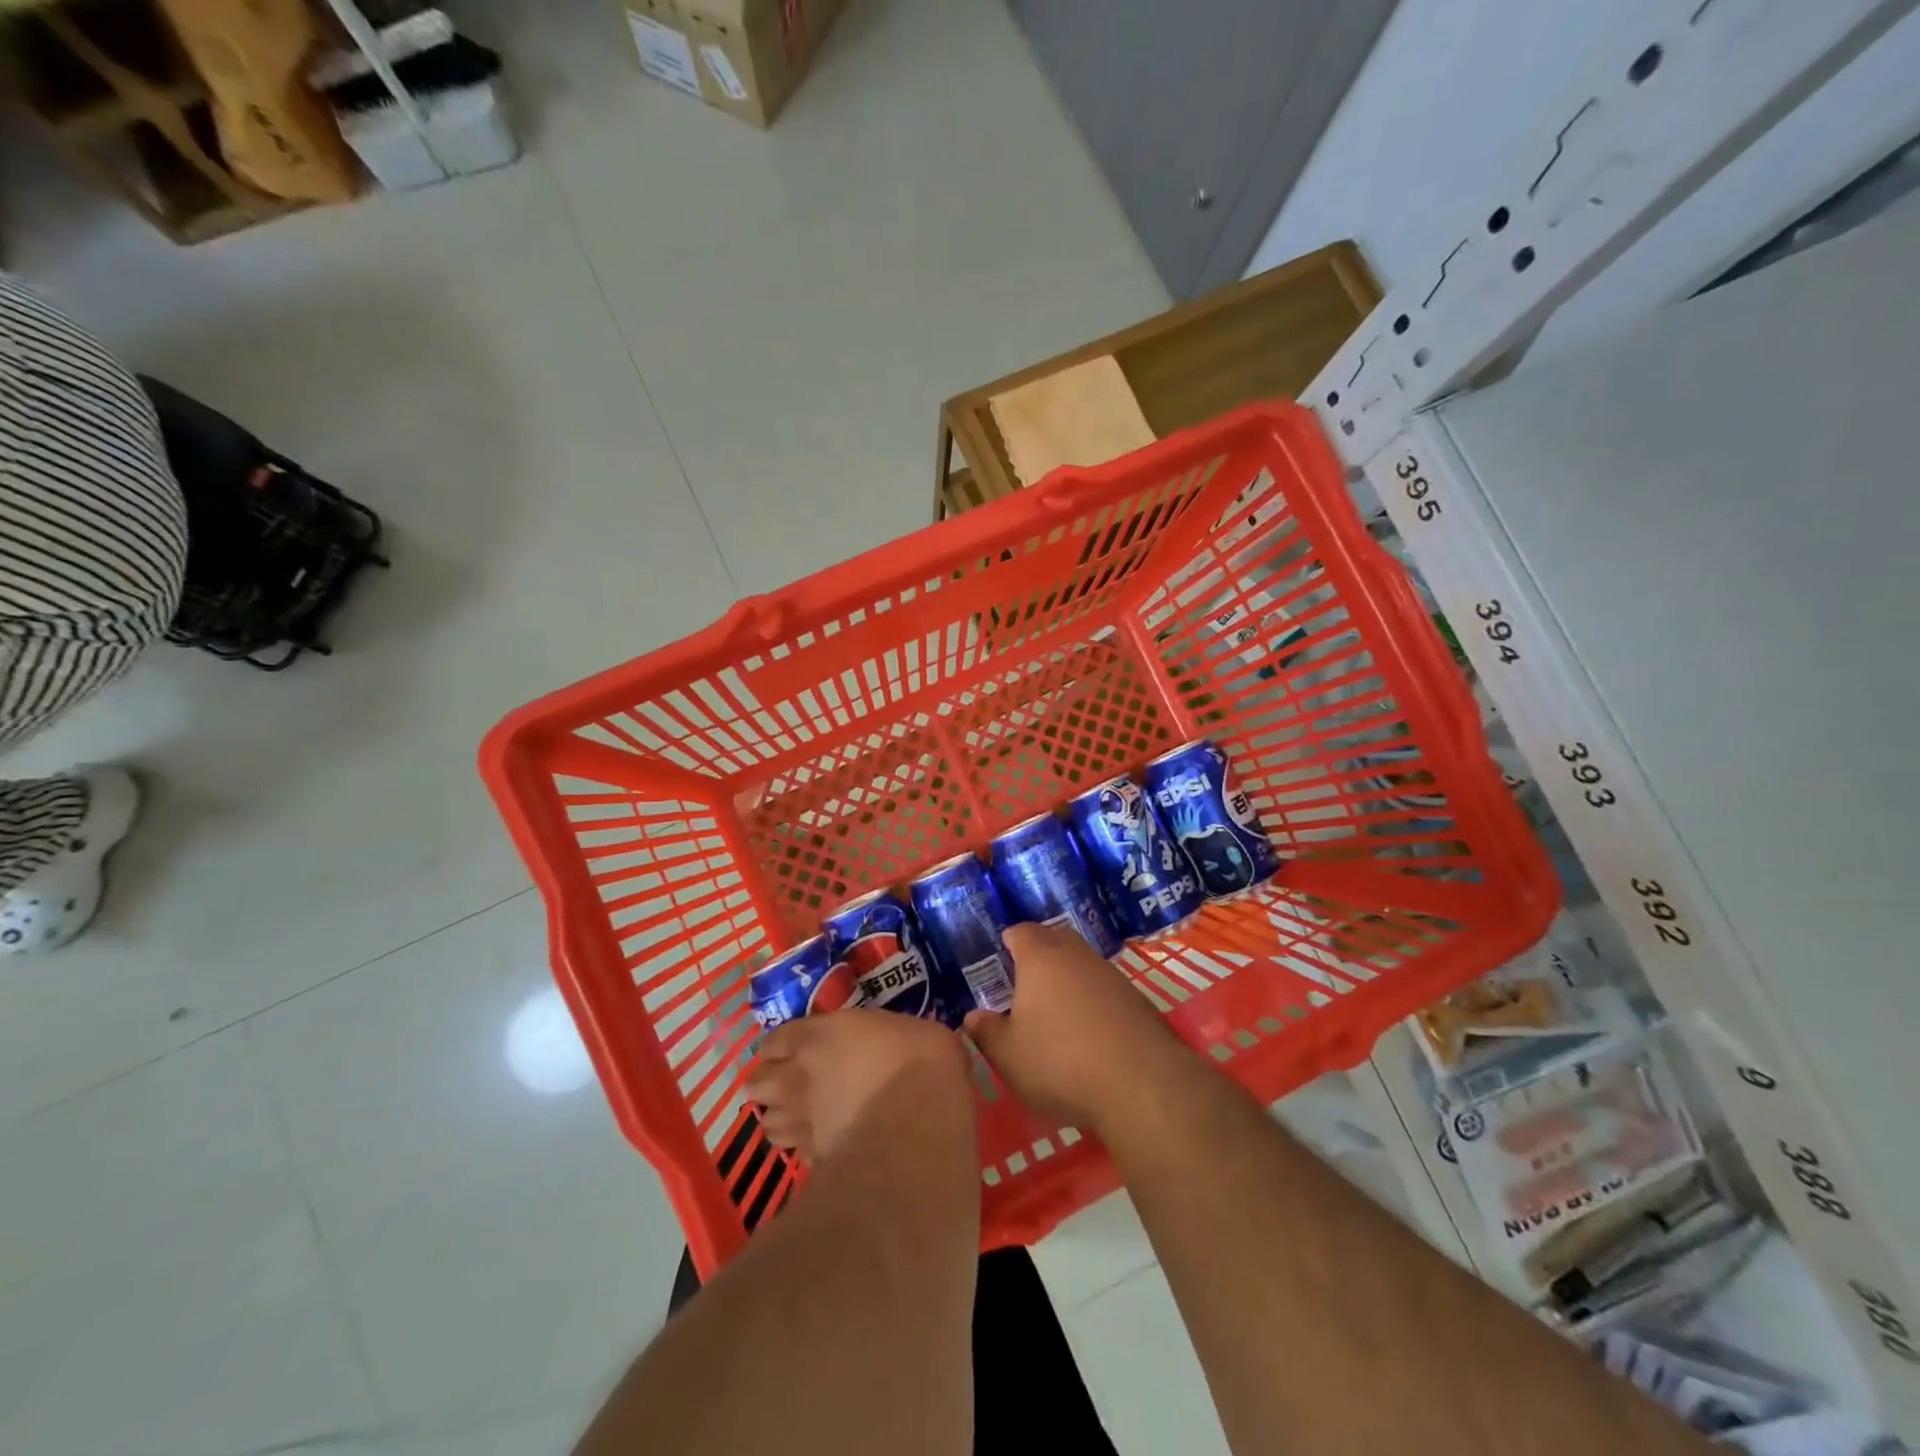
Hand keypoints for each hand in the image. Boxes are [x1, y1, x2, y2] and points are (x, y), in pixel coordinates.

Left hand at [746, 1009, 970, 1162]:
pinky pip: (794, 1151)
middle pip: (757, 1083)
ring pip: (767, 1123)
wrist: (918, 1122)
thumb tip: (898, 1041)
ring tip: (794, 1117)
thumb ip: (884, 1035)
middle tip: (784, 1084)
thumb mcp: (908, 1028)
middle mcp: (798, 1077)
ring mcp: (803, 1121)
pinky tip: (817, 1144)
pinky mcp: (815, 1158)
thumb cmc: (918, 1061)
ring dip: (778, 1117)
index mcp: (817, 1037)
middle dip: (766, 1083)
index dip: (778, 1047)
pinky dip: (799, 1147)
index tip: (789, 1050)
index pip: (775, 1040)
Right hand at [963, 920, 1186, 1129]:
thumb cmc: (1060, 1061)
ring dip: (1068, 978)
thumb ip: (986, 1032)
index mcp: (1040, 957)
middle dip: (1039, 954)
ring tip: (1055, 1009)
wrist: (1140, 1083)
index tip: (1000, 958)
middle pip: (1054, 940)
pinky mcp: (1136, 998)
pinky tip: (1088, 1031)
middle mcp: (1075, 954)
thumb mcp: (1008, 1056)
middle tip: (1024, 981)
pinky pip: (1104, 988)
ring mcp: (1110, 973)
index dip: (1008, 942)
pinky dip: (1092, 1000)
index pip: (1019, 932)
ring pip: (1081, 963)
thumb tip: (972, 1016)